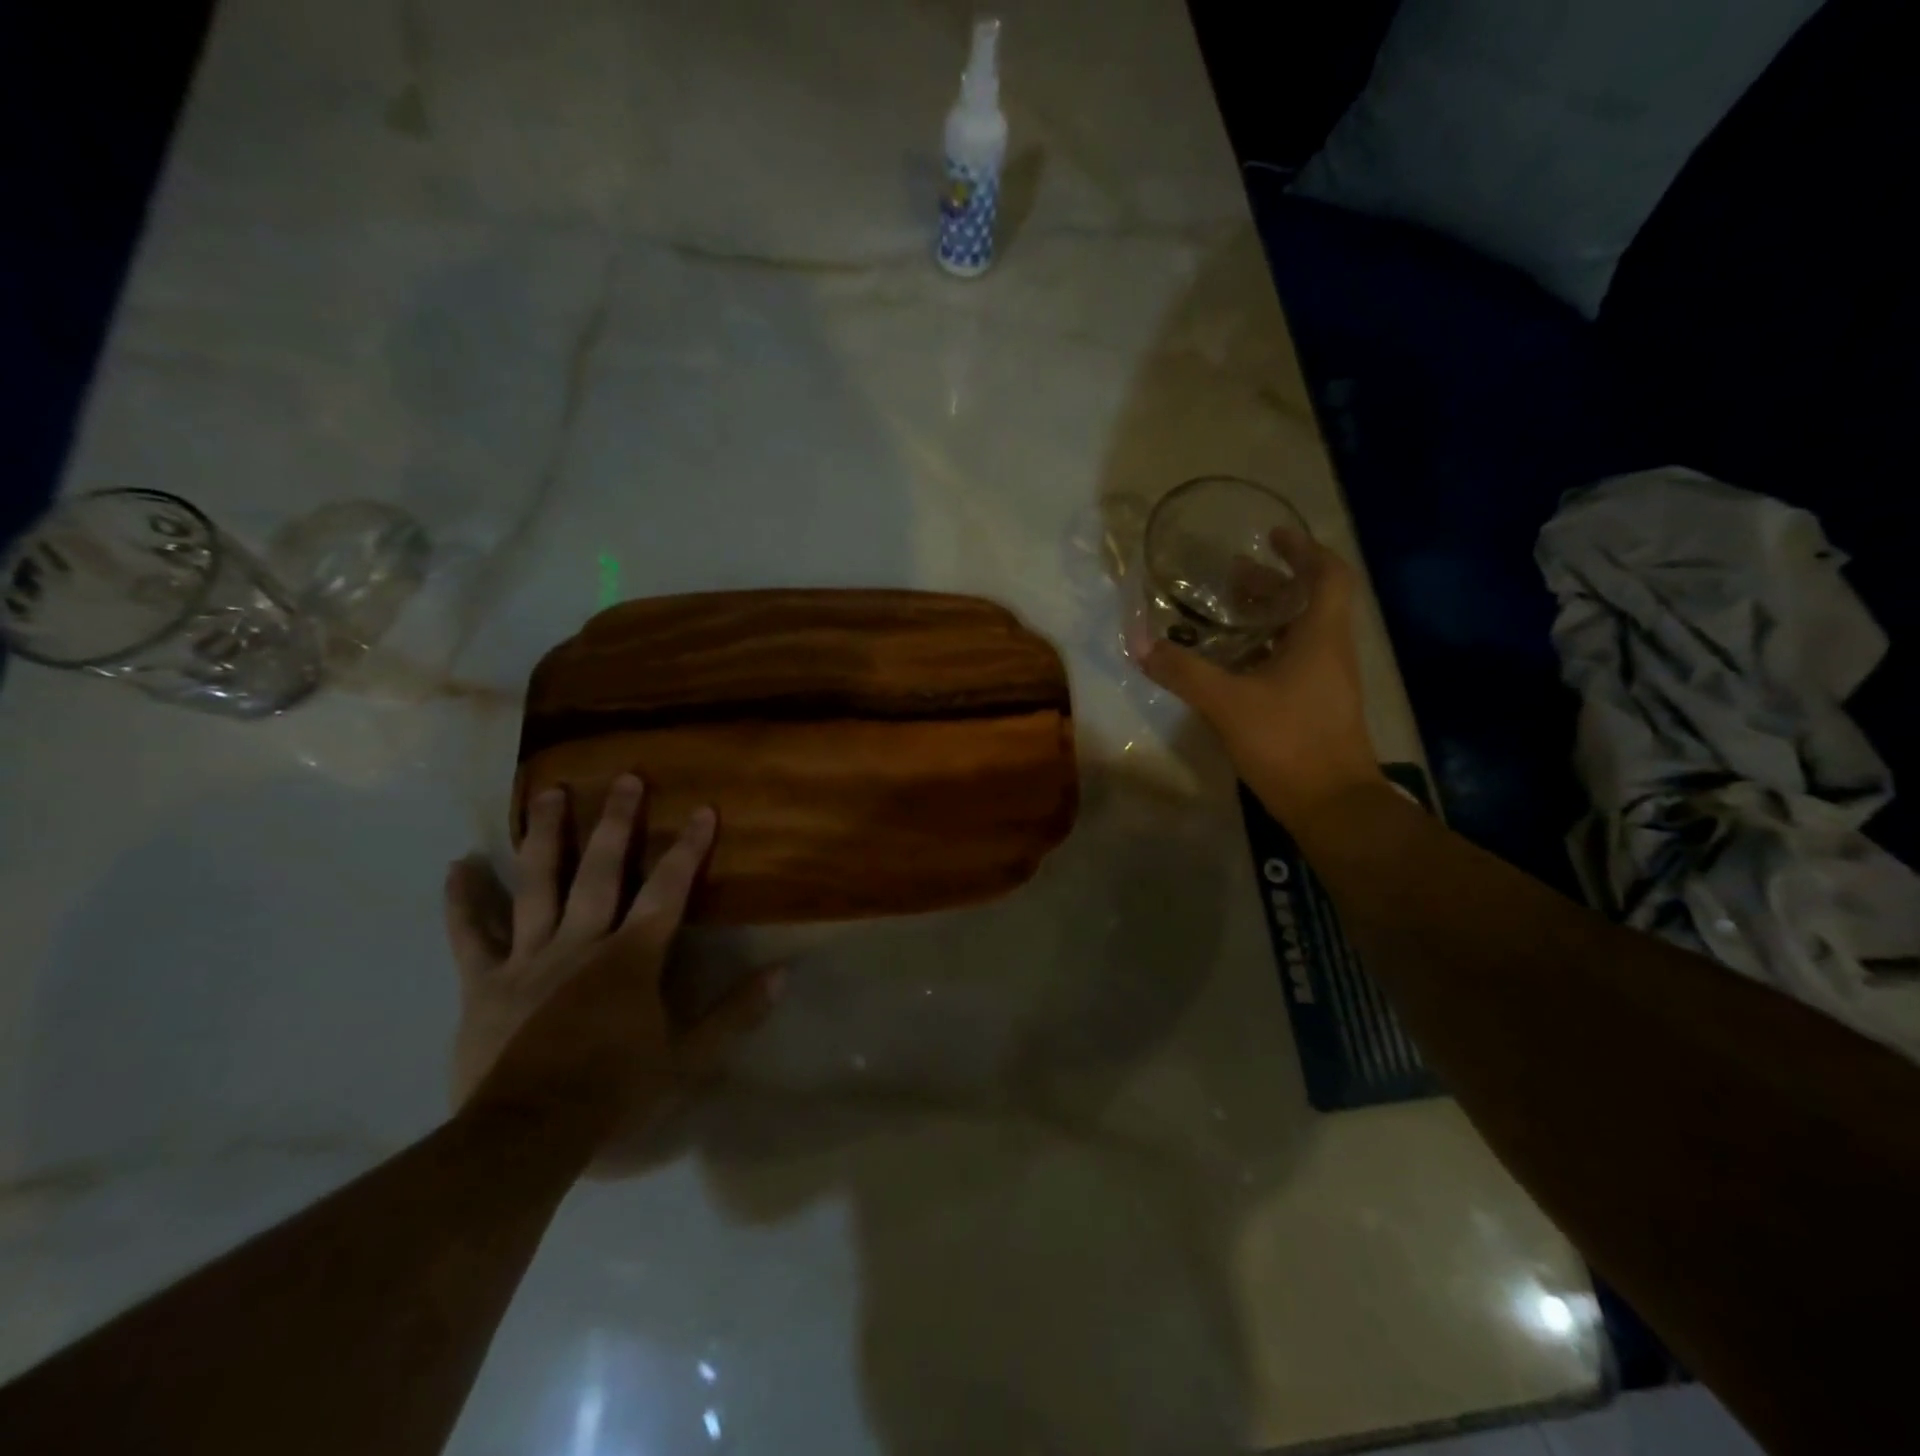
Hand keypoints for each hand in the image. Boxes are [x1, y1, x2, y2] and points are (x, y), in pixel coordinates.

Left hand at [444, 775, 783, 1148]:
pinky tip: (456, 865)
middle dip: (617, 821)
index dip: (688, 848)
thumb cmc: (614, 1095)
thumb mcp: (688, 1060)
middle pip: (602, 870)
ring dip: (545, 836)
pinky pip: (471, 936)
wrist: (527, 1138)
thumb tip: (784, 974)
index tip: (702, 808)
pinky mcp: (485, 984)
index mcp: (631, 957)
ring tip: (548, 792)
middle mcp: (581, 942)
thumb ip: (735, 1014)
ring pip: (538, 885)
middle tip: (625, 776)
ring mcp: (529, 958)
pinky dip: (463, 901)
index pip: (668, 890)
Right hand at [1132, 536, 1380, 825]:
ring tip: (1225, 613)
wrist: (1332, 805)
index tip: (1273, 536)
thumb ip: (1183, 671)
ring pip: (1300, 633)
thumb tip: (1140, 644)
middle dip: (1272, 583)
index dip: (1304, 549)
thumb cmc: (1288, 741)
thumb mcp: (1226, 703)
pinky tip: (1232, 663)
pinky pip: (1292, 661)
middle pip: (1308, 601)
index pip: (1328, 574)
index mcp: (1321, 636)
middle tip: (1231, 575)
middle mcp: (1330, 651)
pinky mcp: (1317, 706)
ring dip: (1267, 617)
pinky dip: (1265, 650)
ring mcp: (1326, 681)